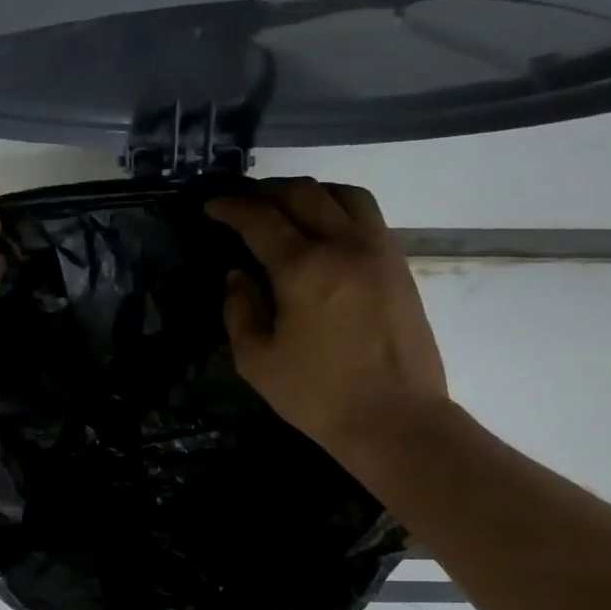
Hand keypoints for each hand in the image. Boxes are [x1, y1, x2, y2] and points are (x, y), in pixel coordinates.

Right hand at [206, 179, 448, 460]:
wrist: (395, 418)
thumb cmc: (318, 396)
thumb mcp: (257, 361)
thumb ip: (240, 311)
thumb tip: (238, 276)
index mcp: (304, 268)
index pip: (260, 219)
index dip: (231, 207)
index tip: (211, 206)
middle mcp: (344, 245)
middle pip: (303, 194)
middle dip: (266, 191)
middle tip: (242, 203)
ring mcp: (378, 250)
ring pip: (343, 194)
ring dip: (308, 192)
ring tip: (285, 206)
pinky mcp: (399, 265)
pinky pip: (367, 215)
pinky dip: (338, 207)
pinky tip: (323, 229)